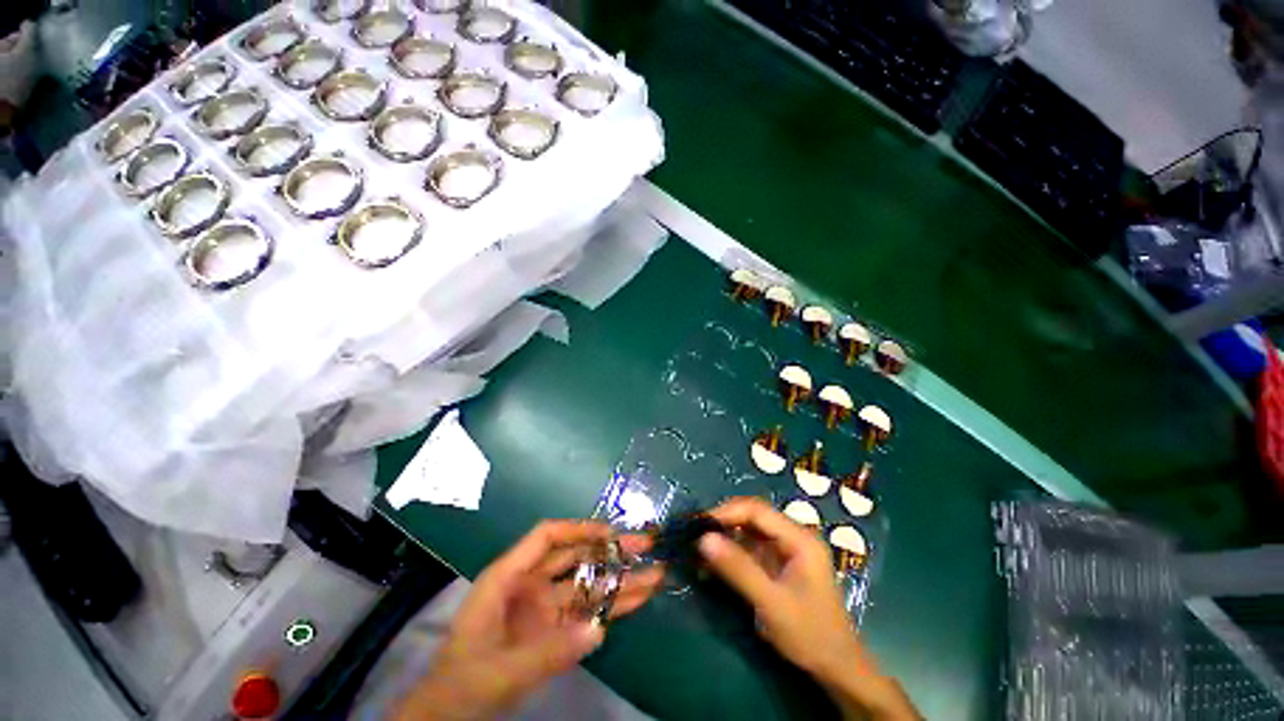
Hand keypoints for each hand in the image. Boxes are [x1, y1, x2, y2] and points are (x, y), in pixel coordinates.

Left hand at [393, 521, 663, 720]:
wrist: (450, 715)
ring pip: (588, 584)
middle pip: (575, 556)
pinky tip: (639, 600)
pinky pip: (588, 612)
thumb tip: (599, 629)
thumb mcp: (500, 671)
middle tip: (646, 545)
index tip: (610, 532)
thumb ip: (548, 651)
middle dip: (611, 550)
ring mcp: (545, 607)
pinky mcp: (555, 629)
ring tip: (656, 574)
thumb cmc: (463, 684)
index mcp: (508, 577)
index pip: (546, 537)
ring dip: (620, 579)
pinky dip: (613, 606)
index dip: (579, 529)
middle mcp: (531, 584)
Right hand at [699, 498, 918, 720]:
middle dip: (723, 524)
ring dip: (724, 540)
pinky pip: (750, 550)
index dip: (727, 512)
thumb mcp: (771, 603)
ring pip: (748, 533)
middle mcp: (793, 537)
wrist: (837, 669)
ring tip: (699, 551)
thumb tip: (704, 539)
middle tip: (696, 536)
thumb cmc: (809, 634)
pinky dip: (731, 555)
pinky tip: (712, 566)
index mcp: (799, 538)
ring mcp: (785, 551)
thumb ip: (738, 569)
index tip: (701, 524)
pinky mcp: (777, 565)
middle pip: (752, 518)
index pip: (757, 510)